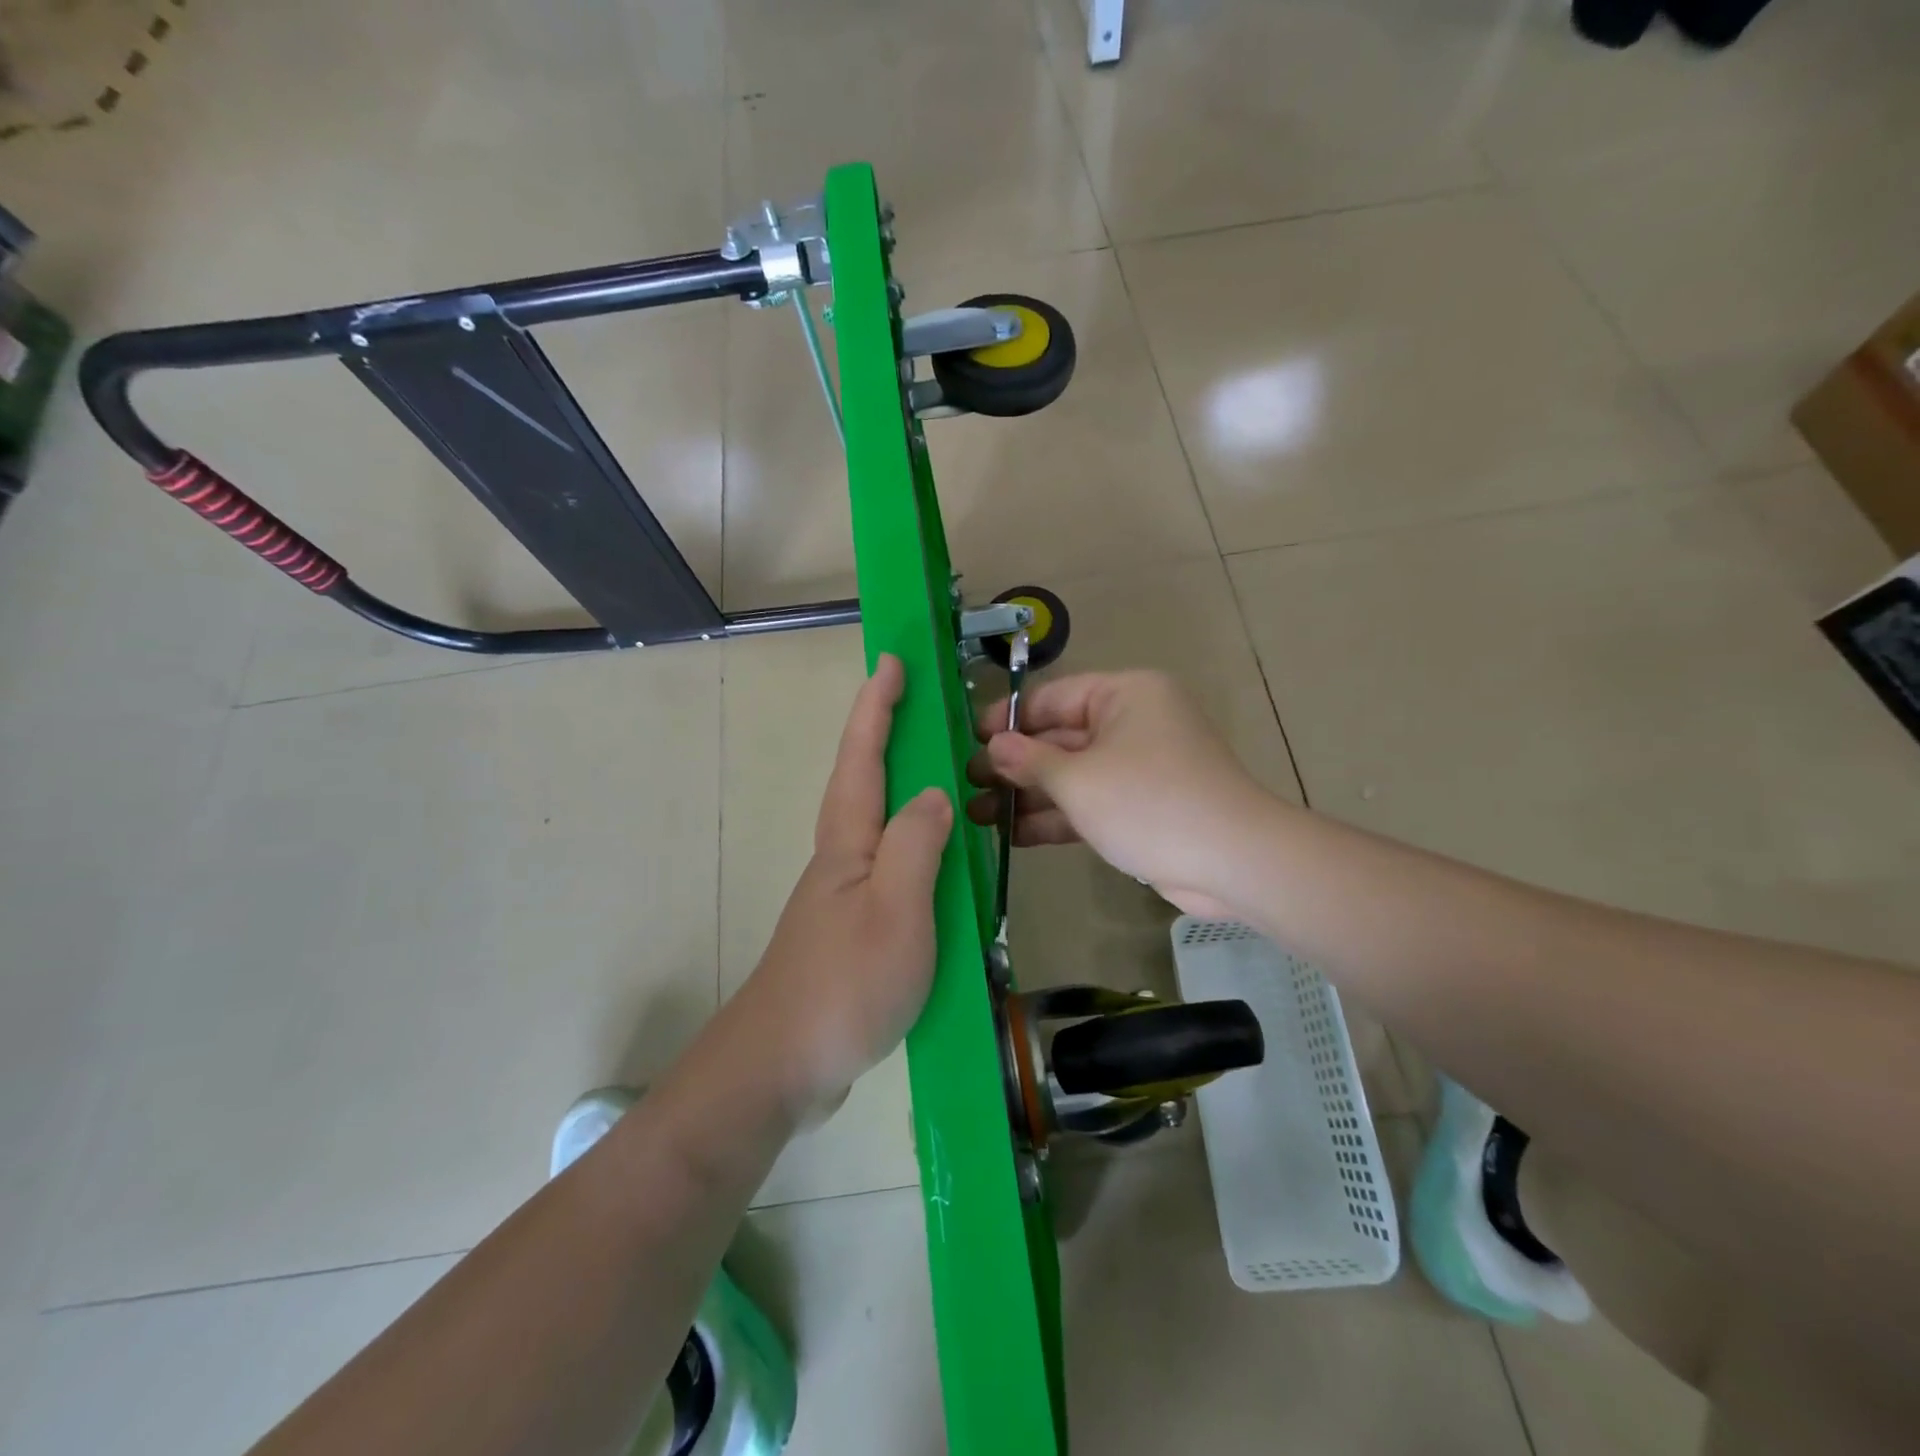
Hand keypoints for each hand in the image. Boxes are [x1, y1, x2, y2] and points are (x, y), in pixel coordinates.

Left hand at [736, 654, 951, 1121]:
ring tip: (946, 774)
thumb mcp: (896, 910)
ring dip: (906, 788)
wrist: (783, 1065)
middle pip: (866, 781)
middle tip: (925, 706)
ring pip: (880, 824)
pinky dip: (917, 846)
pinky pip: (893, 867)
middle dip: (888, 735)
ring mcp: (845, 895)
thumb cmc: (843, 983)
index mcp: (849, 841)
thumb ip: (917, 845)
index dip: (877, 706)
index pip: (863, 756)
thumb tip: (934, 792)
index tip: (891, 661)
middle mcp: (843, 857)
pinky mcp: (854, 929)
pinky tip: (941, 862)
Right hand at [967, 670, 1271, 917]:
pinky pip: (1090, 802)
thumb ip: (1031, 761)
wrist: (1232, 862)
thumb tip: (993, 745)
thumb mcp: (1080, 779)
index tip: (969, 741)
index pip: (1053, 698)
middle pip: (1059, 738)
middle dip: (1014, 765)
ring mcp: (1137, 768)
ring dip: (1028, 796)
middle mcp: (1131, 723)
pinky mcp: (1141, 807)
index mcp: (1124, 695)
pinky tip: (1014, 836)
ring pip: (1072, 775)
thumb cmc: (1150, 802)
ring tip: (977, 815)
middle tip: (966, 785)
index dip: (1009, 719)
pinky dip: (1057, 817)